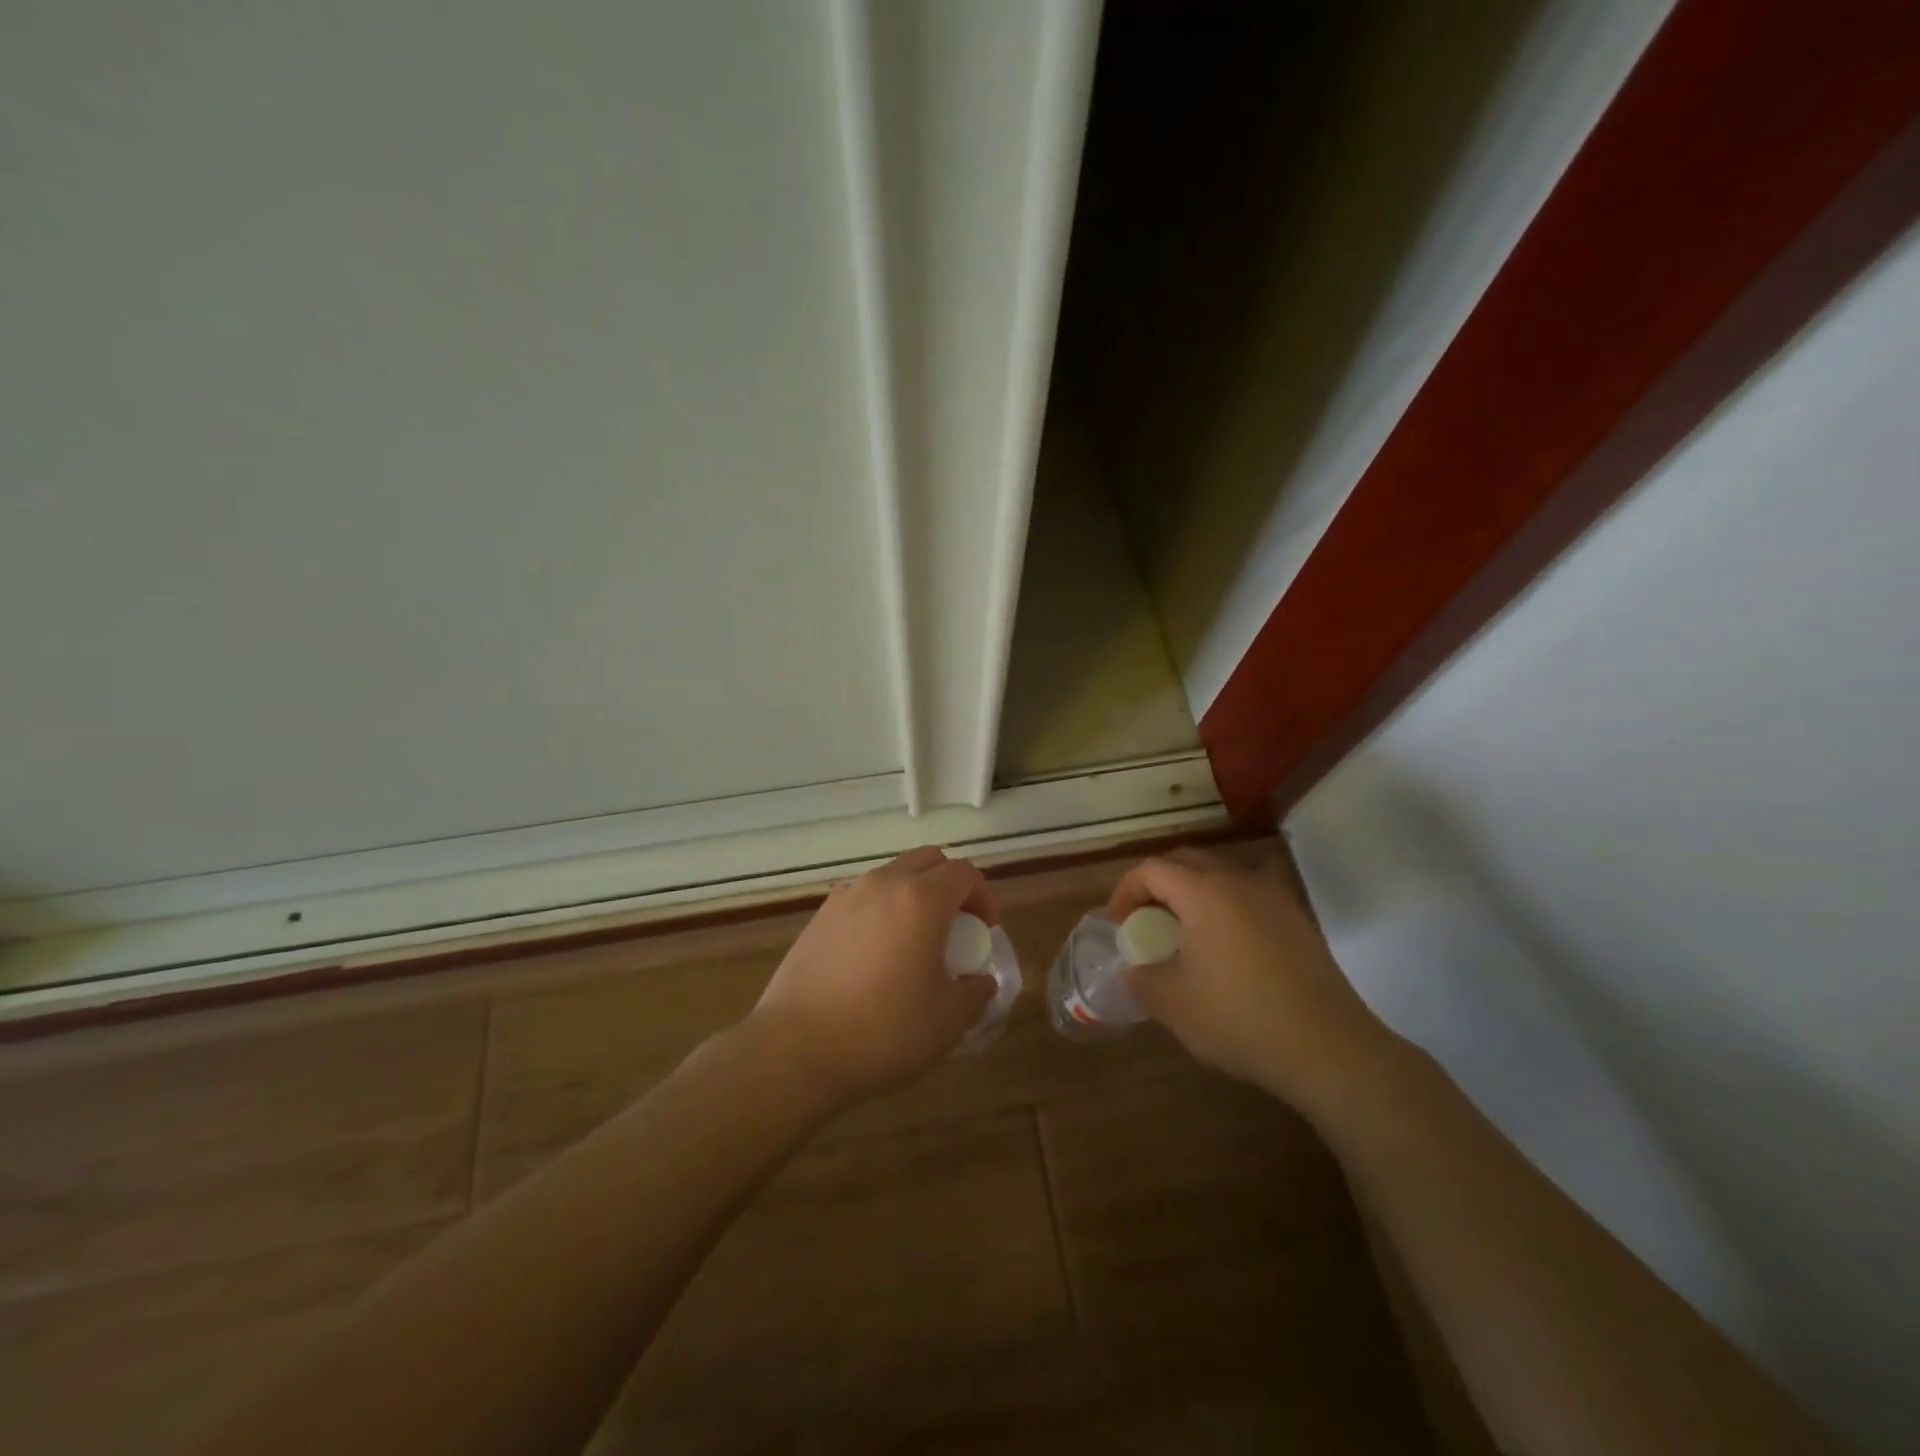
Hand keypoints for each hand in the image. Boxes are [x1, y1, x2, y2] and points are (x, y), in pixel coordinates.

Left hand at [749, 846, 998, 1106]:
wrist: (794, 1051)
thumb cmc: (882, 1033)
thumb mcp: (947, 1021)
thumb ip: (975, 993)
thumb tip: (980, 981)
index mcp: (921, 900)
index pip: (965, 873)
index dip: (984, 897)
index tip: (985, 932)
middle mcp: (883, 884)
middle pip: (928, 860)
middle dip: (950, 885)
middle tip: (956, 928)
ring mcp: (846, 897)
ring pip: (893, 875)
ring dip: (914, 895)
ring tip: (915, 942)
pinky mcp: (819, 916)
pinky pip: (863, 897)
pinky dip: (882, 910)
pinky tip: (876, 955)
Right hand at [1105, 848, 1396, 1111]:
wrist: (1329, 1049)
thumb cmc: (1240, 1018)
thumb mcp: (1174, 1004)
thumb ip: (1142, 980)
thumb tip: (1134, 971)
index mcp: (1205, 892)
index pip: (1153, 869)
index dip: (1126, 890)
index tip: (1118, 924)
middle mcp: (1240, 882)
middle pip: (1187, 862)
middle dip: (1157, 884)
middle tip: (1144, 919)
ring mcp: (1275, 898)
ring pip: (1221, 876)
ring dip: (1192, 894)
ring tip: (1181, 933)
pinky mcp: (1297, 921)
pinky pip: (1247, 897)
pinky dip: (1223, 909)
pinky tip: (1223, 950)